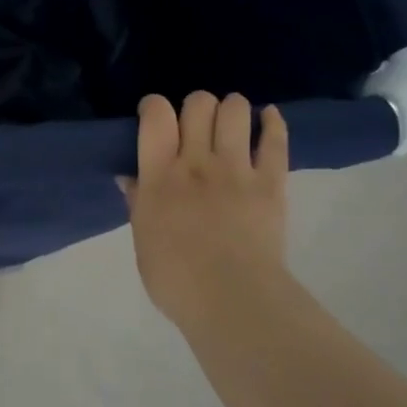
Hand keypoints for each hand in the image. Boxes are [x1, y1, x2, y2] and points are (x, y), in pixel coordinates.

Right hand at [121, 93, 289, 332]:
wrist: (233, 302)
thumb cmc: (176, 279)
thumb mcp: (143, 239)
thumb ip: (138, 203)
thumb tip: (130, 178)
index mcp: (158, 176)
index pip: (156, 116)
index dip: (154, 105)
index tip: (155, 115)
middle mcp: (196, 162)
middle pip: (198, 104)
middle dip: (196, 105)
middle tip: (196, 124)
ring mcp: (236, 170)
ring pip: (235, 111)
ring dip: (231, 108)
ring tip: (230, 121)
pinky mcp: (271, 183)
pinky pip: (275, 141)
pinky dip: (273, 122)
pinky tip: (268, 117)